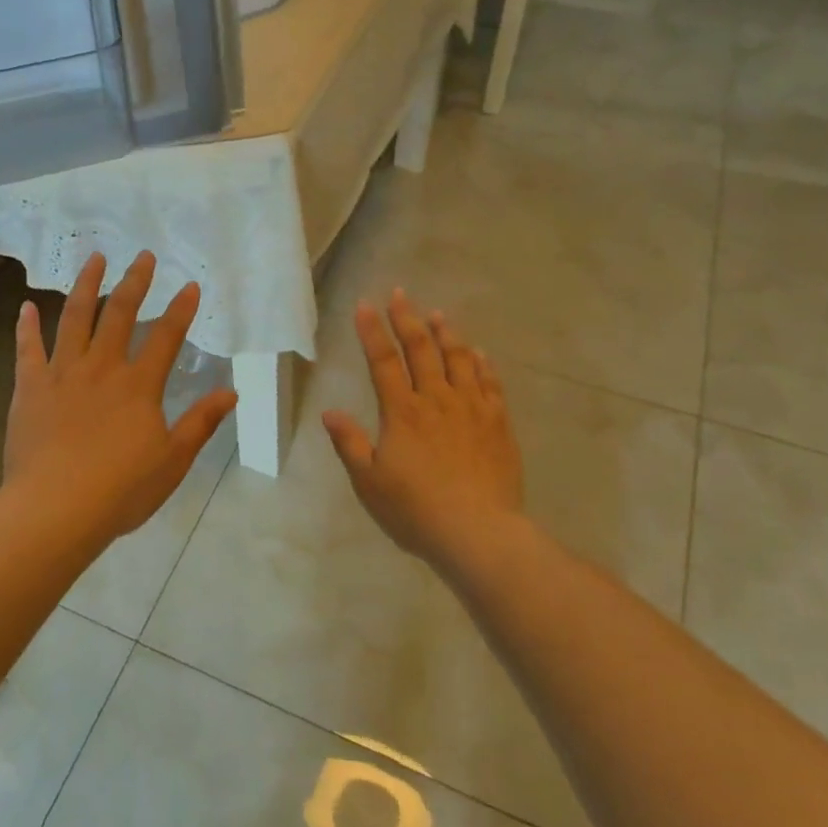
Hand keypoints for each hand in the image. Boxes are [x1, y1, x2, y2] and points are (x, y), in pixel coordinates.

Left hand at [3, 250, 238, 552]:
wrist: (55, 508)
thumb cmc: (120, 489)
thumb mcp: (173, 461)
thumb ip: (200, 423)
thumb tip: (230, 392)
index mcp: (139, 385)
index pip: (166, 337)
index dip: (181, 310)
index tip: (191, 286)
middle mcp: (102, 368)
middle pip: (120, 314)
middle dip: (135, 282)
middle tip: (144, 256)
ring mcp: (62, 374)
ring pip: (74, 318)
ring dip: (86, 286)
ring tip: (94, 259)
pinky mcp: (30, 388)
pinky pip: (28, 350)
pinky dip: (27, 327)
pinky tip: (25, 306)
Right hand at [322, 290, 524, 569]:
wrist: (478, 532)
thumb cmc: (416, 510)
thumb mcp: (370, 482)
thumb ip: (350, 443)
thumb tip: (330, 412)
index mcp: (402, 412)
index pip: (383, 361)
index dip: (372, 331)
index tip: (365, 305)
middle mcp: (437, 400)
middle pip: (421, 350)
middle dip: (408, 319)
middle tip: (400, 294)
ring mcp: (472, 409)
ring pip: (458, 359)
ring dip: (446, 334)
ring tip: (438, 314)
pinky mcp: (498, 423)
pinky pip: (490, 383)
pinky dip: (482, 364)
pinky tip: (479, 353)